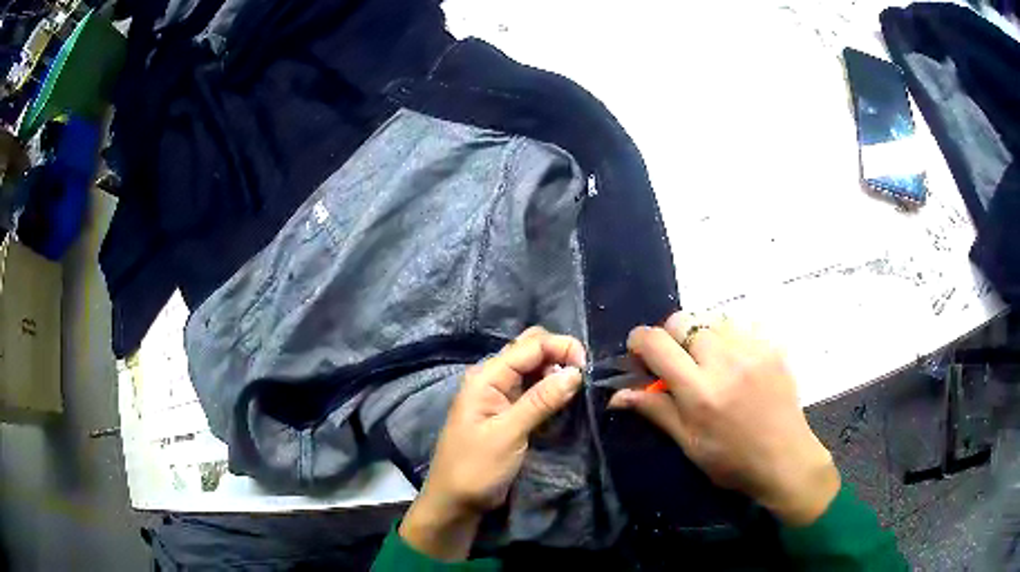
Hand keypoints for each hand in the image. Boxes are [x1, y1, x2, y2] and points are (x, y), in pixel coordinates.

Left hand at [400, 327, 585, 559]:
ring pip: (535, 370)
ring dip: (558, 373)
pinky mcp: (510, 413)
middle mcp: (494, 379)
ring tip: (581, 391)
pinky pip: (535, 391)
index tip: (589, 369)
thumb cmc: (476, 468)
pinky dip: (552, 391)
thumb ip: (541, 401)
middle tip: (585, 379)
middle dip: (561, 356)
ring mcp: (501, 396)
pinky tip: (567, 402)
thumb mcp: (508, 434)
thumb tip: (576, 372)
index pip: (531, 345)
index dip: (562, 348)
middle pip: (532, 350)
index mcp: (487, 376)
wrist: (455, 501)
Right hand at [609, 312, 839, 525]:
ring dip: (702, 336)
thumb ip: (655, 410)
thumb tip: (617, 395)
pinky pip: (740, 324)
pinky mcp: (771, 345)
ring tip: (710, 363)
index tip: (640, 355)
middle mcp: (724, 360)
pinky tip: (736, 361)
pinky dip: (730, 337)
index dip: (639, 341)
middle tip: (678, 364)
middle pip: (682, 321)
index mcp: (699, 390)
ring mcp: (752, 349)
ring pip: (711, 319)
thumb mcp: (688, 443)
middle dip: (671, 337)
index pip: (656, 342)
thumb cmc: (731, 460)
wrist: (784, 458)